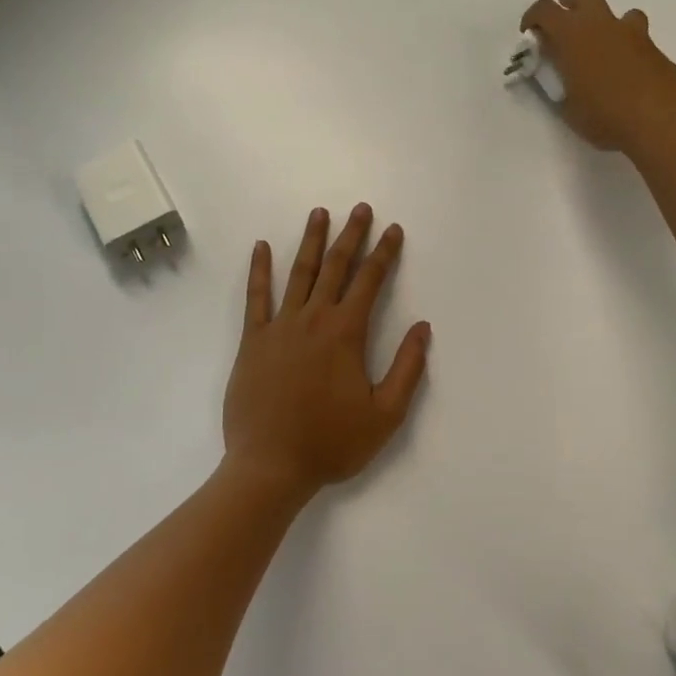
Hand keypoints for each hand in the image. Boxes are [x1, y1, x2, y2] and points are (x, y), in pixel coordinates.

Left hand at [222, 205, 431, 501]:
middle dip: (351, 235)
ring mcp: (279, 326)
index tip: (393, 230)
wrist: (270, 466)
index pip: (370, 281)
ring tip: (319, 213)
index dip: (385, 253)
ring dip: (311, 241)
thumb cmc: (331, 443)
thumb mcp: (385, 415)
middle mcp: (313, 319)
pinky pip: (256, 297)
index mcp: (346, 333)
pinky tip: (261, 247)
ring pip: (298, 273)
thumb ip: (408, 368)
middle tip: (361, 209)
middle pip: (335, 266)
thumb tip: (423, 328)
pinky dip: (259, 270)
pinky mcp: (252, 340)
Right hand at [521, 0, 675, 152]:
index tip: (530, 34)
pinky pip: (636, 35)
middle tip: (564, 26)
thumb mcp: (569, 108)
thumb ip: (560, 86)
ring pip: (617, 12)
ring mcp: (632, 34)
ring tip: (599, 49)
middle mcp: (602, 25)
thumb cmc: (606, 116)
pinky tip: (624, 71)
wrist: (663, 121)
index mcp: (573, 36)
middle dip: (570, 3)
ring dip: (604, 23)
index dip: (533, 18)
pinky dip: (625, 45)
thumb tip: (558, 78)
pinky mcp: (654, 49)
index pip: (545, 10)